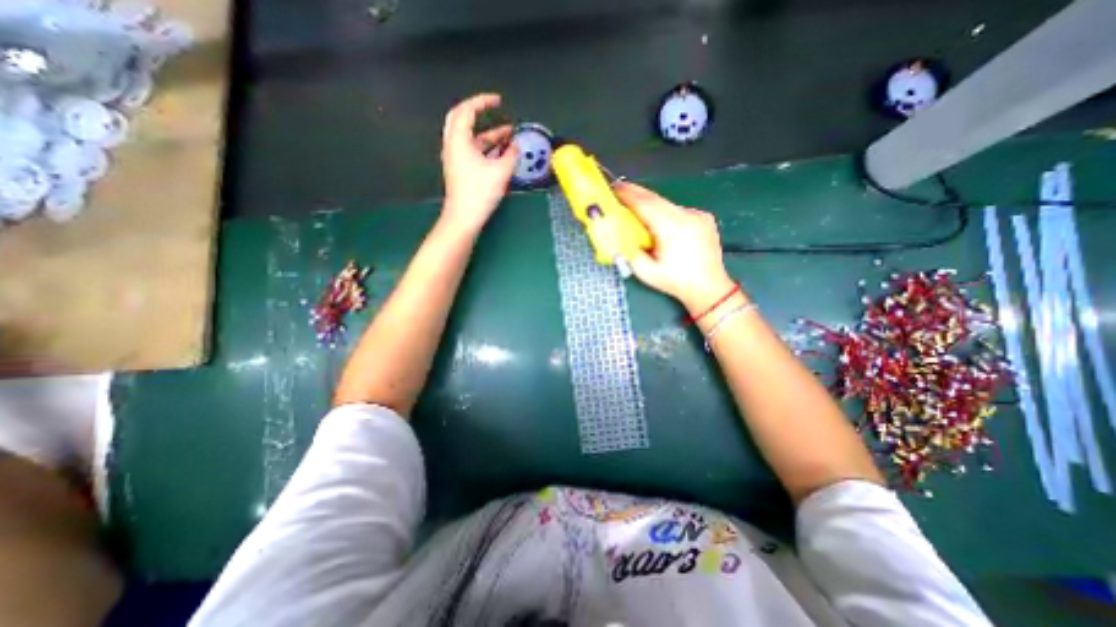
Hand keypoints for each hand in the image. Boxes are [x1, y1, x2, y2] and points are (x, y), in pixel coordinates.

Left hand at [442, 91, 518, 230]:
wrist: (464, 217)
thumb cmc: (479, 193)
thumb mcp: (500, 172)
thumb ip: (511, 155)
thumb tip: (516, 146)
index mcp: (459, 140)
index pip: (467, 110)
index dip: (482, 101)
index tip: (497, 100)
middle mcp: (453, 146)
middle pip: (462, 120)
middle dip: (480, 114)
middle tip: (494, 110)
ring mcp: (455, 159)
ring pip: (470, 138)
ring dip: (487, 134)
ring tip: (507, 135)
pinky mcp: (460, 170)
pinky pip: (472, 151)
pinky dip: (485, 147)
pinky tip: (501, 153)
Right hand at [610, 180, 738, 309]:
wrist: (709, 288)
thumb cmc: (676, 282)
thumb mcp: (646, 273)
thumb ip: (629, 252)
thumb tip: (617, 235)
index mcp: (672, 229)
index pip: (646, 204)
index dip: (628, 194)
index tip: (613, 188)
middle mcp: (687, 216)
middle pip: (655, 198)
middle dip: (635, 194)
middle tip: (619, 191)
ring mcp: (697, 215)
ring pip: (666, 204)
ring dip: (649, 205)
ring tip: (635, 209)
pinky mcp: (703, 218)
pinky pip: (677, 210)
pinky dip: (664, 212)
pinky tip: (658, 223)